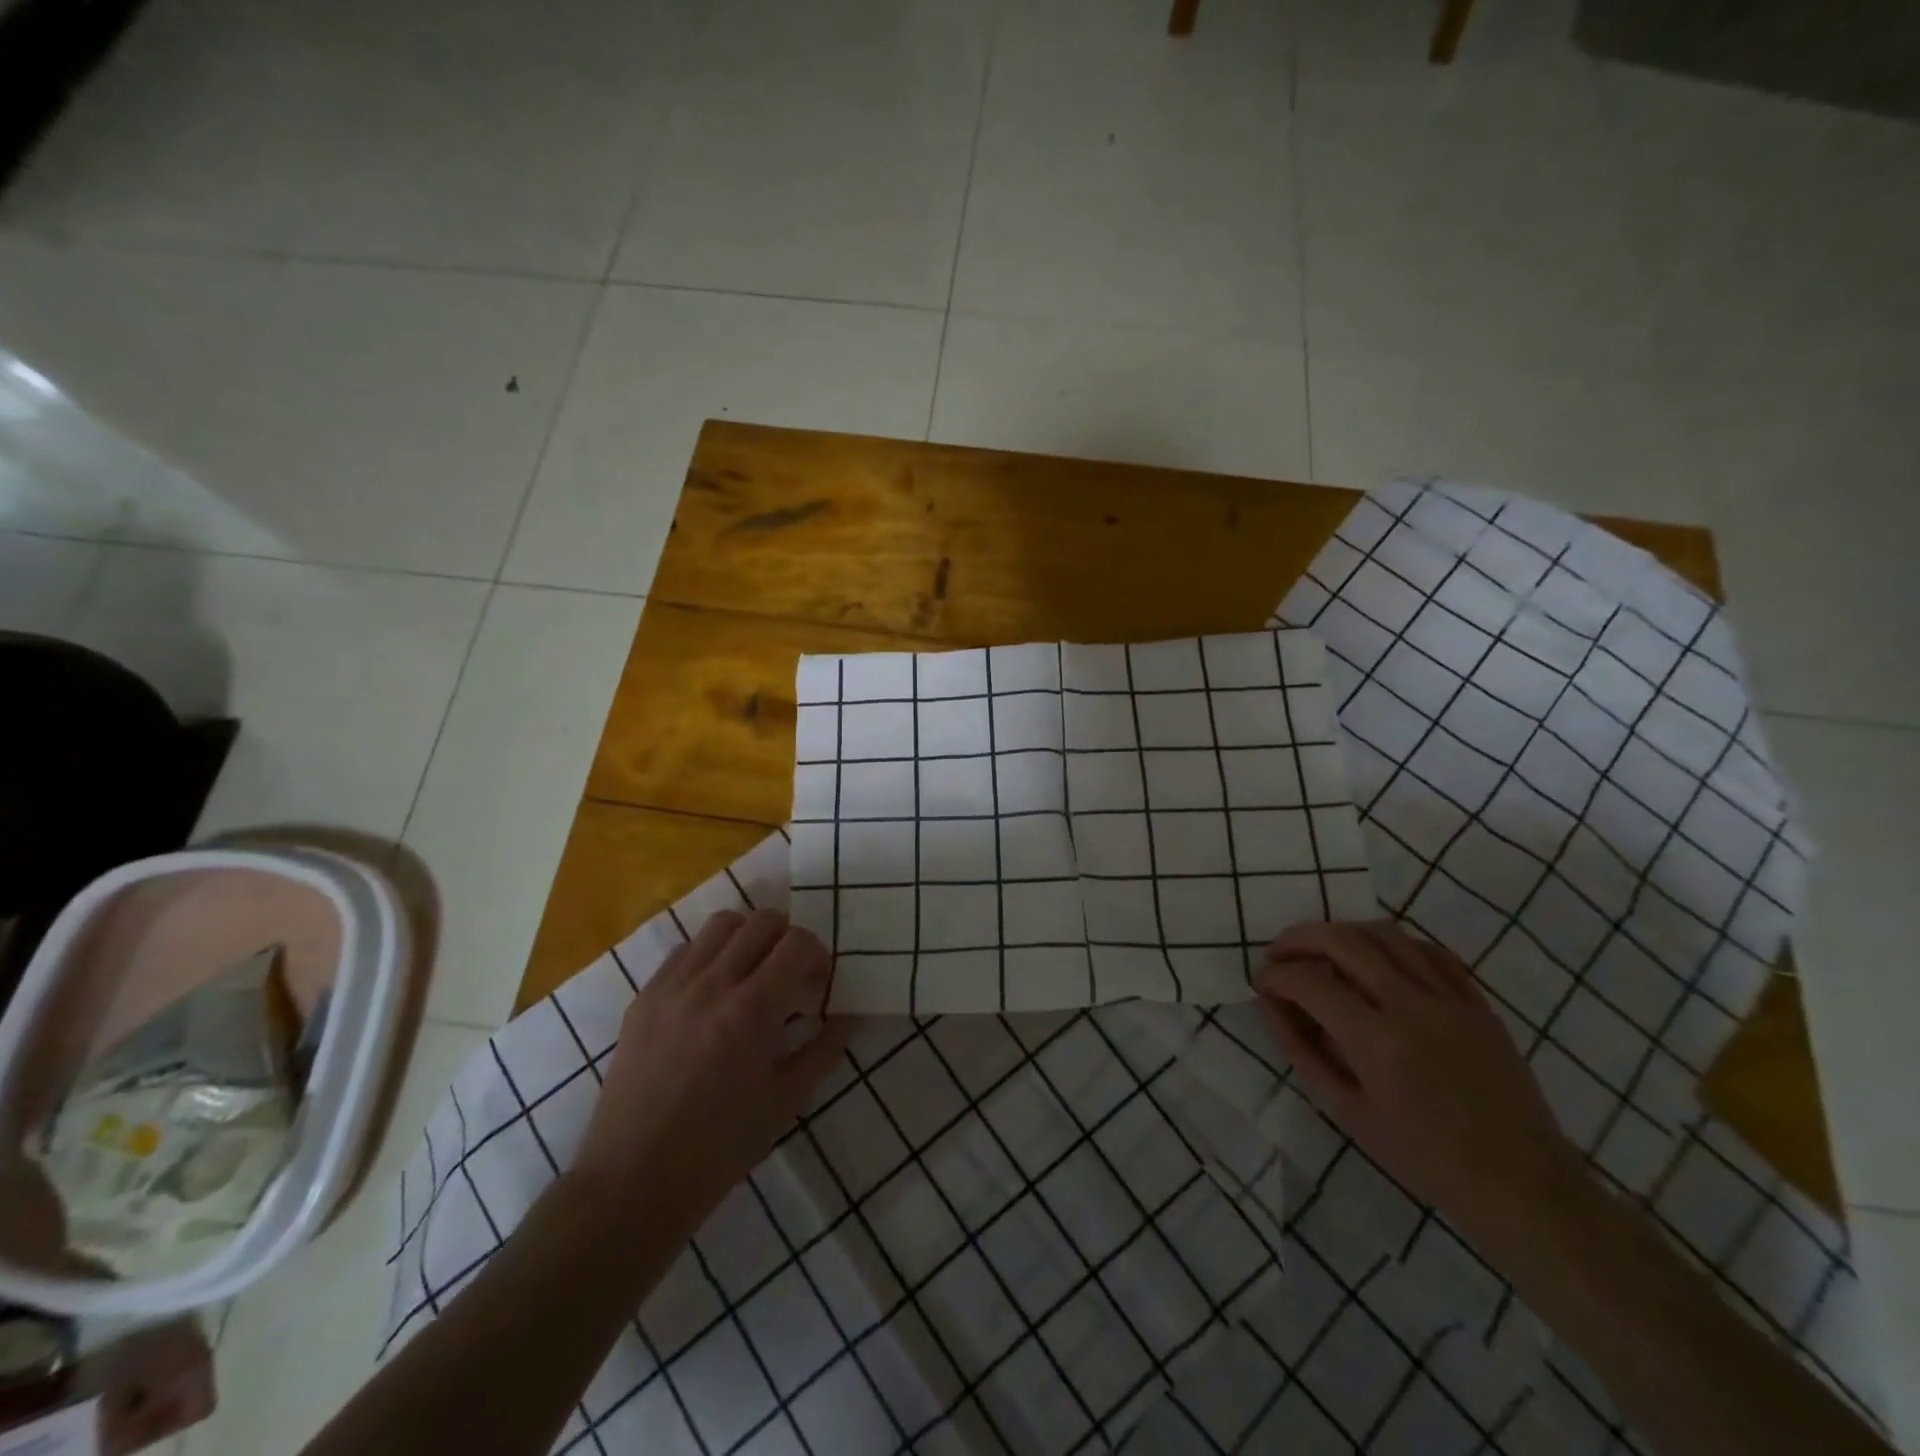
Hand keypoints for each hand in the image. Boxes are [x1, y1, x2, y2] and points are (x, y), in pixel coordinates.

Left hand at [570, 909, 853, 1241]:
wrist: (634, 1180)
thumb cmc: (721, 1147)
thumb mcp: (787, 1099)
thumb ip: (825, 1048)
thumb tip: (851, 1013)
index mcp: (751, 1011)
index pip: (797, 943)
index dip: (818, 954)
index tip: (818, 982)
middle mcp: (711, 984)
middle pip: (762, 921)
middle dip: (788, 938)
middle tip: (791, 973)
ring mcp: (672, 986)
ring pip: (721, 924)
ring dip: (749, 937)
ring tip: (752, 972)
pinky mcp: (644, 996)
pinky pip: (685, 949)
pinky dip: (710, 954)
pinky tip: (714, 989)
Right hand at [1256, 920, 1584, 1244]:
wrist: (1521, 1184)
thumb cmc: (1424, 1158)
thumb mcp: (1348, 1113)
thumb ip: (1303, 1052)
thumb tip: (1271, 1006)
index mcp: (1376, 1041)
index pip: (1308, 982)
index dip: (1276, 976)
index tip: (1262, 983)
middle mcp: (1411, 1006)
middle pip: (1343, 941)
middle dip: (1298, 939)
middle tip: (1279, 953)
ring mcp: (1449, 998)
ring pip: (1385, 933)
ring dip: (1342, 932)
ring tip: (1322, 949)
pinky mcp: (1476, 1001)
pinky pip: (1428, 950)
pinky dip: (1392, 944)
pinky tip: (1377, 959)